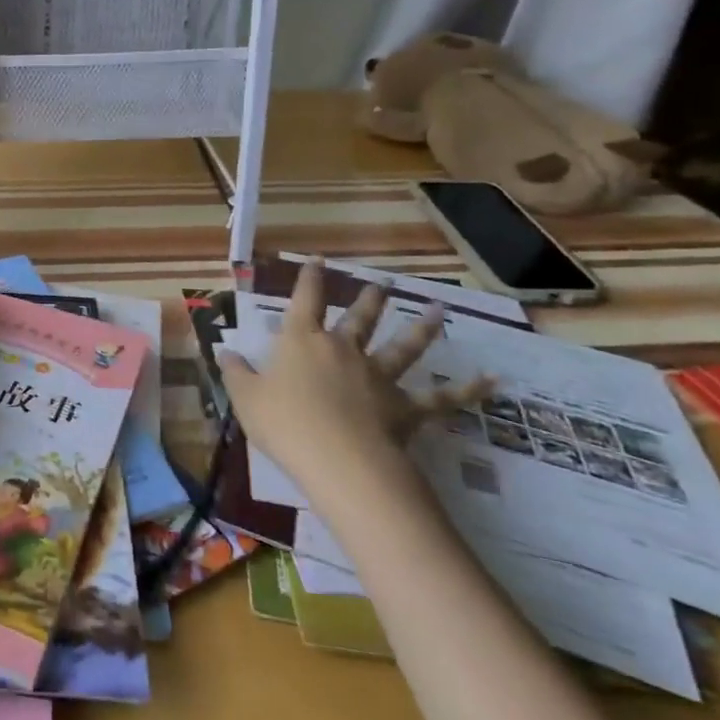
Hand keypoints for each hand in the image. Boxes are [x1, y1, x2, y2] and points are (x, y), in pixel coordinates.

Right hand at [217, 260, 486, 506]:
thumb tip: (226, 352)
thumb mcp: (245, 398)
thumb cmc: (283, 424)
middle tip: (380, 283)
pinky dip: (468, 389)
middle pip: (357, 318)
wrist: (337, 459)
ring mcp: (378, 377)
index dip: (309, 279)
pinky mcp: (405, 408)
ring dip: (421, 327)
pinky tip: (493, 380)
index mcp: (301, 342)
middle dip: (367, 298)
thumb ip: (237, 373)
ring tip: (437, 309)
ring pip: (403, 347)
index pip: (304, 301)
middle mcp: (342, 350)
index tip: (317, 260)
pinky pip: (441, 398)